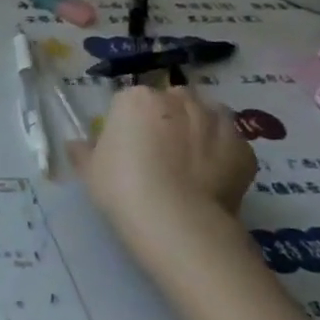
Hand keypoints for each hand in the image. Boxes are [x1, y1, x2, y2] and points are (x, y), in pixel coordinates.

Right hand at [70, 83, 255, 244]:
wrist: (177, 220)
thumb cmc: (122, 188)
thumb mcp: (90, 172)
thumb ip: (83, 152)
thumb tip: (75, 144)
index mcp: (136, 99)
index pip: (129, 102)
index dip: (128, 124)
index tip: (126, 148)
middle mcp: (178, 100)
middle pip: (171, 101)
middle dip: (167, 119)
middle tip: (158, 153)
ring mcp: (216, 121)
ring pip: (206, 116)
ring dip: (199, 130)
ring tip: (189, 164)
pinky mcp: (244, 148)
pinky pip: (230, 145)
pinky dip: (222, 156)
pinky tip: (211, 180)